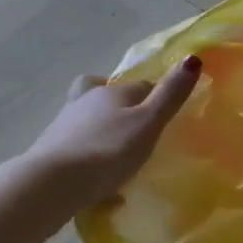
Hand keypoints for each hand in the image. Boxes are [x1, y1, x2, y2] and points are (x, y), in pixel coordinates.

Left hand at [23, 56, 202, 212]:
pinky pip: (77, 149)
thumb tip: (192, 57)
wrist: (50, 184)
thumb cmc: (107, 150)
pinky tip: (100, 184)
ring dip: (103, 133)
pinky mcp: (50, 151)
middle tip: (139, 132)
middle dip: (123, 110)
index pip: (141, 86)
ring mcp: (64, 125)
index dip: (155, 97)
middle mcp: (86, 101)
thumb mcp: (148, 123)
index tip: (165, 117)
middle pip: (108, 97)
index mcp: (112, 91)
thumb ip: (170, 94)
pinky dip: (89, 159)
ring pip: (88, 121)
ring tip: (119, 158)